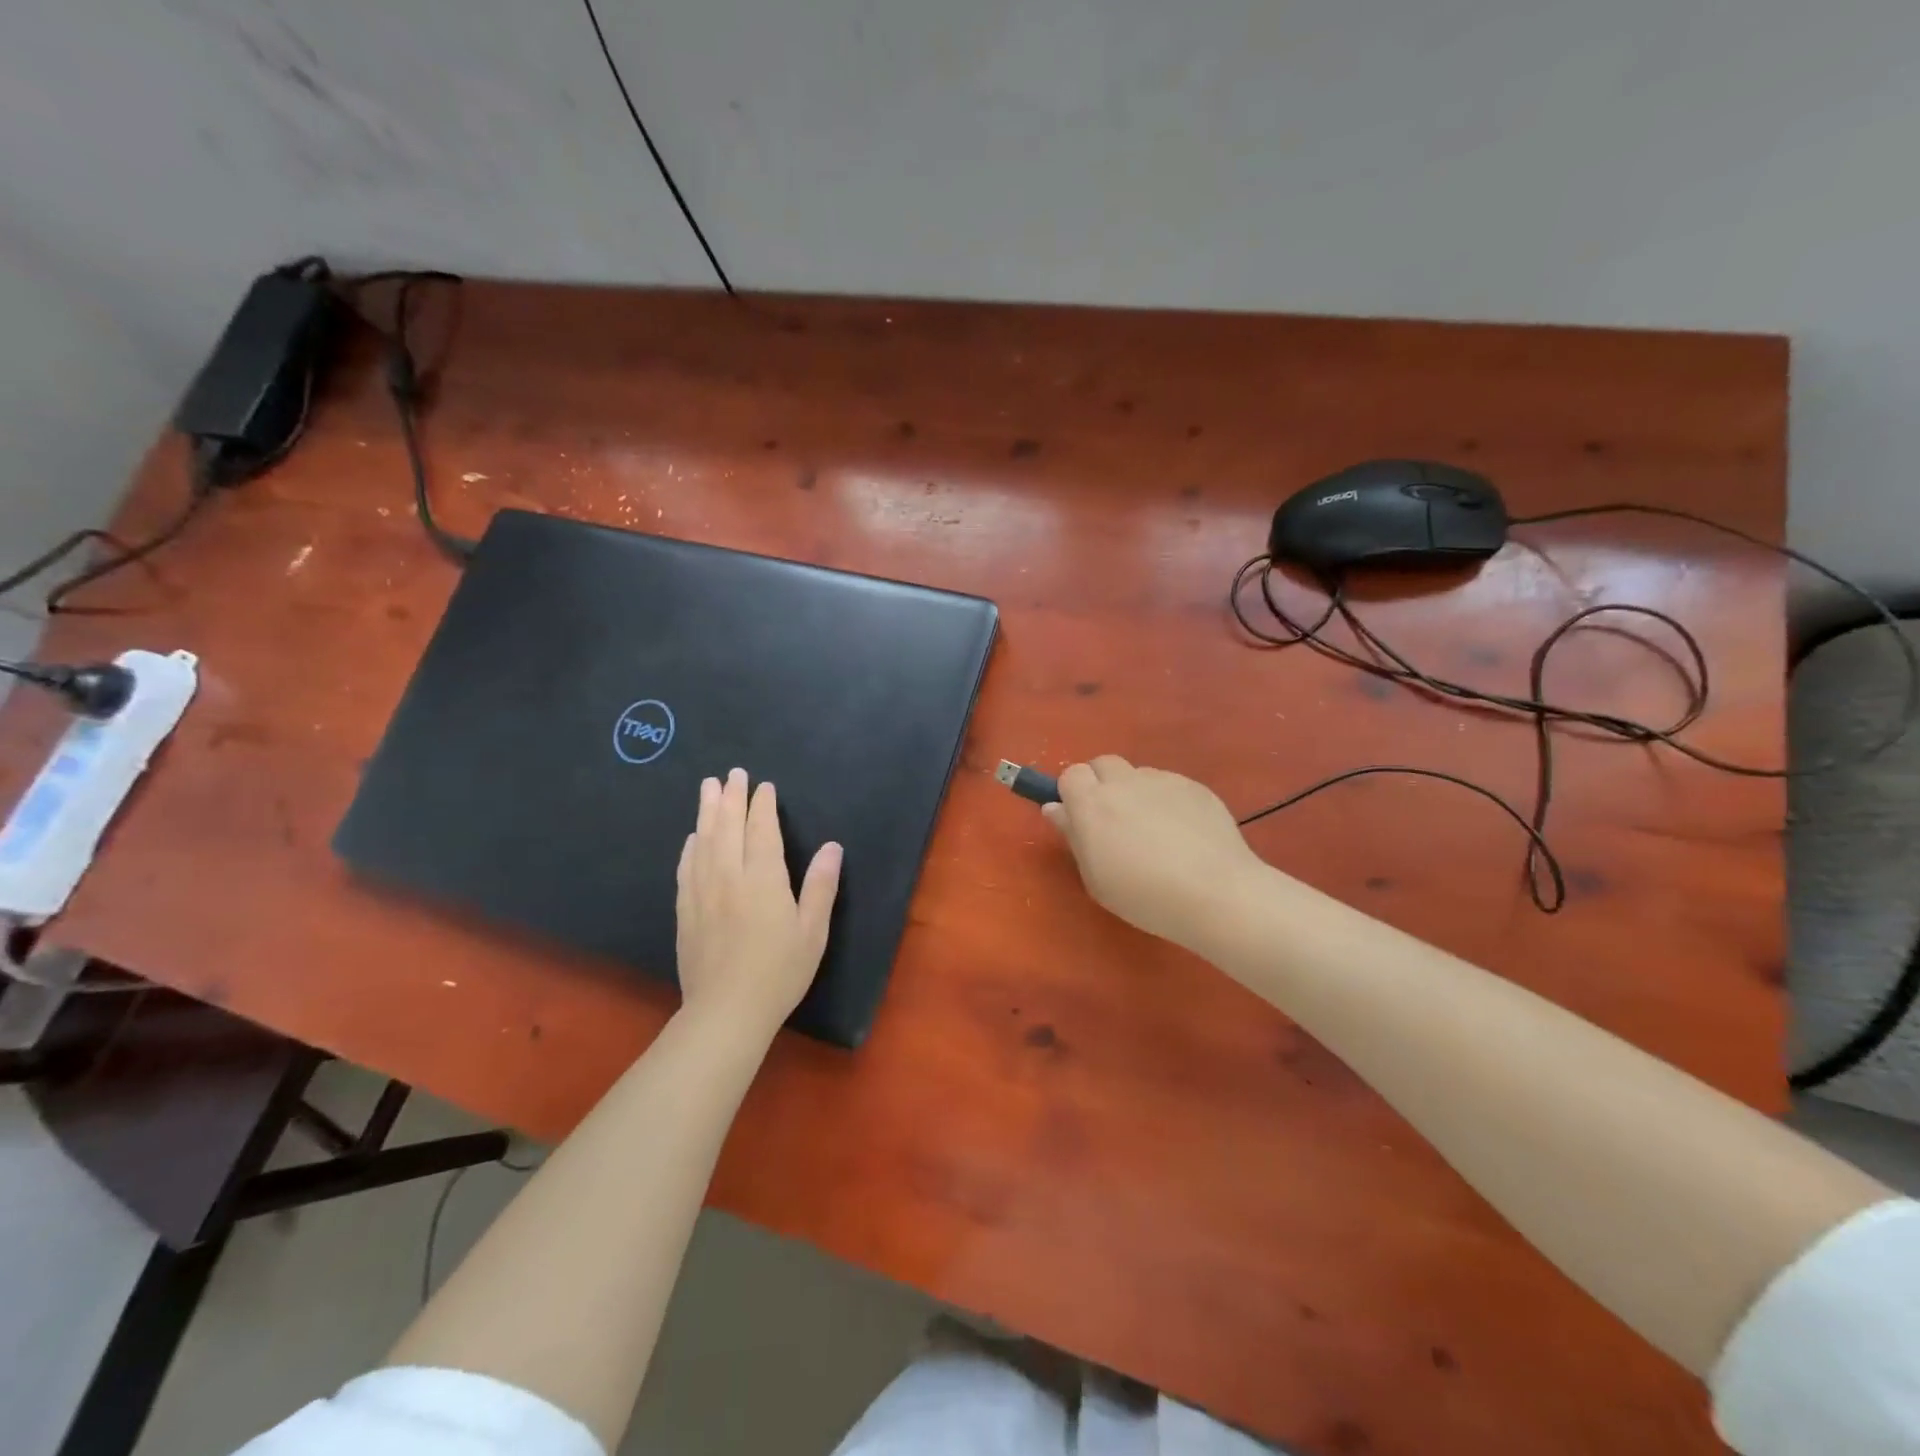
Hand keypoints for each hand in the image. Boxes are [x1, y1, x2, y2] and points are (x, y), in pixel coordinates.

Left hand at [676, 768, 841, 1036]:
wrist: (726, 1012)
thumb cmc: (779, 972)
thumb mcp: (813, 932)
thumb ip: (821, 886)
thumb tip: (832, 846)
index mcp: (764, 880)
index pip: (761, 832)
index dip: (762, 806)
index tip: (763, 786)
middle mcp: (729, 878)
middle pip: (727, 828)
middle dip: (730, 798)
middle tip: (730, 774)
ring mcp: (703, 894)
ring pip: (703, 842)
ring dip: (706, 812)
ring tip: (707, 788)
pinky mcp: (686, 912)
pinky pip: (687, 869)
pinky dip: (690, 847)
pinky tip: (692, 838)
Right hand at [1042, 756, 1263, 950]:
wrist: (1216, 893)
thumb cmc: (1145, 896)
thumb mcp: (1096, 878)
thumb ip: (1073, 836)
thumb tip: (1055, 808)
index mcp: (1092, 803)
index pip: (1071, 774)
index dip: (1073, 793)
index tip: (1081, 818)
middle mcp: (1124, 782)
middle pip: (1103, 763)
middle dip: (1102, 784)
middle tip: (1114, 821)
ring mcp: (1163, 780)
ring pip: (1138, 774)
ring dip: (1135, 792)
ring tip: (1155, 831)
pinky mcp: (1195, 786)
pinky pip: (1170, 785)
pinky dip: (1167, 801)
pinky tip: (1183, 834)